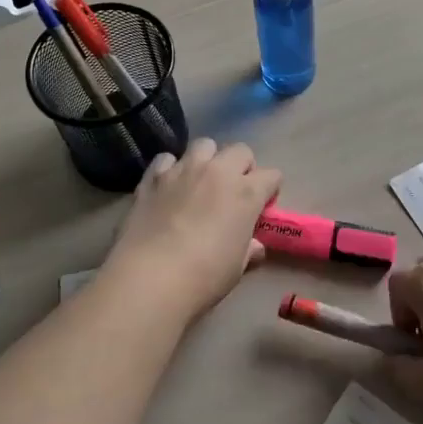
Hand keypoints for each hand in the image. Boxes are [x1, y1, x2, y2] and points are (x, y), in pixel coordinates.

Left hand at [103, 139, 281, 322]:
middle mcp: (217, 171)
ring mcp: (183, 170)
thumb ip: (248, 250)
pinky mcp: (153, 176)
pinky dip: (170, 169)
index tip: (262, 207)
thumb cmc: (204, 277)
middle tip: (233, 191)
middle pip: (240, 150)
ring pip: (204, 145)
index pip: (272, 175)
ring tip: (200, 182)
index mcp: (246, 193)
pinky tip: (167, 188)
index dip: (270, 190)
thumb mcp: (236, 268)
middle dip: (242, 166)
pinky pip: (167, 159)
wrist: (150, 278)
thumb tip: (255, 246)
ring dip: (207, 160)